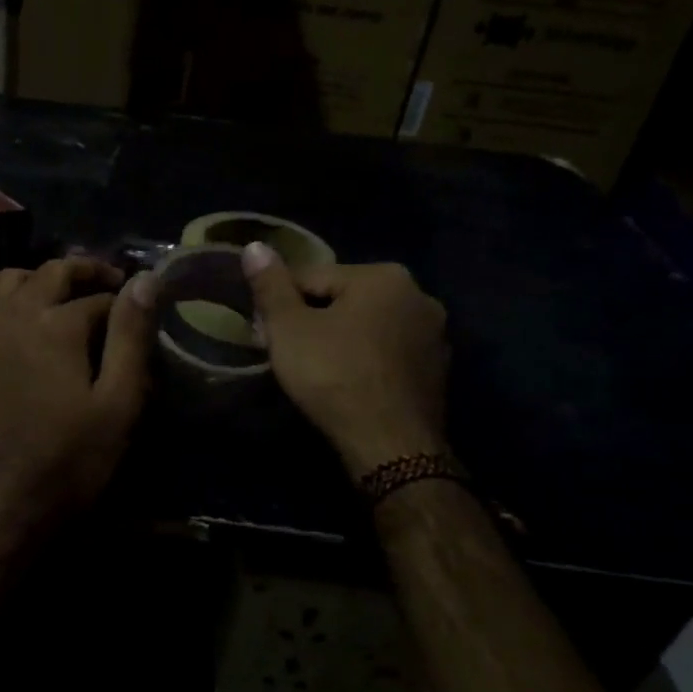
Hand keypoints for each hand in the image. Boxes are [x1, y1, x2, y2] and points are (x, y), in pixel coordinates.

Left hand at [0, 258, 158, 543]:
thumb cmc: (68, 461)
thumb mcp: (117, 404)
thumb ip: (131, 337)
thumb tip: (146, 280)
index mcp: (55, 323)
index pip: (99, 296)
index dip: (126, 302)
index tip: (143, 313)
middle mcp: (13, 315)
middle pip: (51, 272)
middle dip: (85, 271)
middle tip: (112, 285)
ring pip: (9, 280)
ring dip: (40, 279)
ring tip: (65, 297)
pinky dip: (5, 302)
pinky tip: (19, 324)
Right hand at [241, 242, 450, 477]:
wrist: (391, 445)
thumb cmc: (334, 376)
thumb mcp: (289, 329)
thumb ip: (270, 285)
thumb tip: (255, 246)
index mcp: (383, 276)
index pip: (313, 277)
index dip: (282, 304)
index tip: (266, 333)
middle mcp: (418, 295)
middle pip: (344, 299)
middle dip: (313, 320)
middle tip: (287, 354)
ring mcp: (434, 335)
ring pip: (368, 326)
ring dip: (340, 340)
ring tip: (315, 372)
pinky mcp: (437, 370)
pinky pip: (388, 353)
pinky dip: (366, 360)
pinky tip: (348, 385)